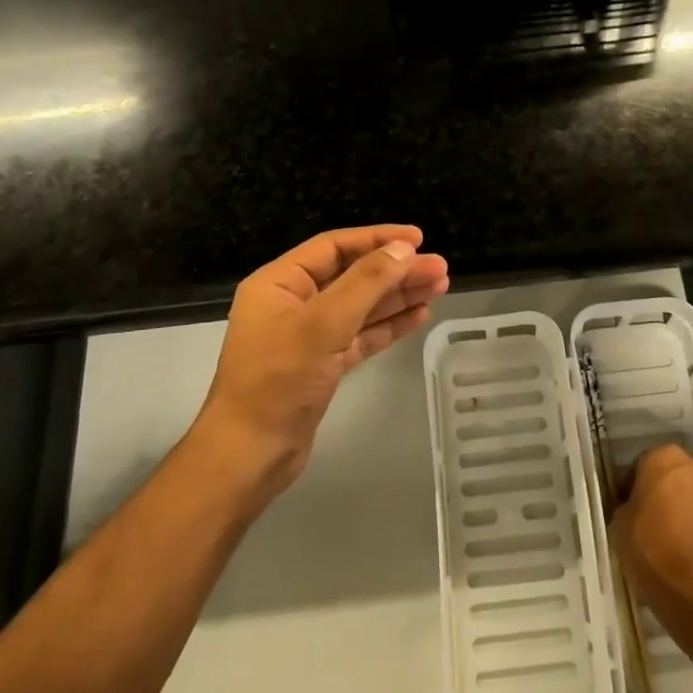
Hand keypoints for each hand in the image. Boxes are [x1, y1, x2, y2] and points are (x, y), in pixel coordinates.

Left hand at [191, 225, 449, 504]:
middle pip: (353, 275)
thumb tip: (404, 249)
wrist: (251, 454)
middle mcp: (294, 303)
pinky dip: (389, 325)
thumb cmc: (280, 380)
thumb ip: (366, 283)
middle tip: (441, 268)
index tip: (419, 238)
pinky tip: (420, 315)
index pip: (334, 247)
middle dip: (396, 270)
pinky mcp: (323, 365)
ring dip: (399, 295)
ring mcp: (309, 336)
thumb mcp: (323, 324)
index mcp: (280, 283)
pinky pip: (361, 335)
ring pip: (361, 306)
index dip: (377, 239)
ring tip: (440, 286)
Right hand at [611, 444, 692, 636]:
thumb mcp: (619, 527)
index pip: (638, 466)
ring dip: (679, 513)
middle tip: (643, 526)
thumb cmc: (655, 551)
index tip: (624, 514)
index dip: (628, 491)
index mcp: (664, 457)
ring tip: (665, 545)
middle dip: (658, 497)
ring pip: (690, 498)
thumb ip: (625, 507)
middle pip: (669, 478)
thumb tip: (633, 509)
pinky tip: (684, 556)